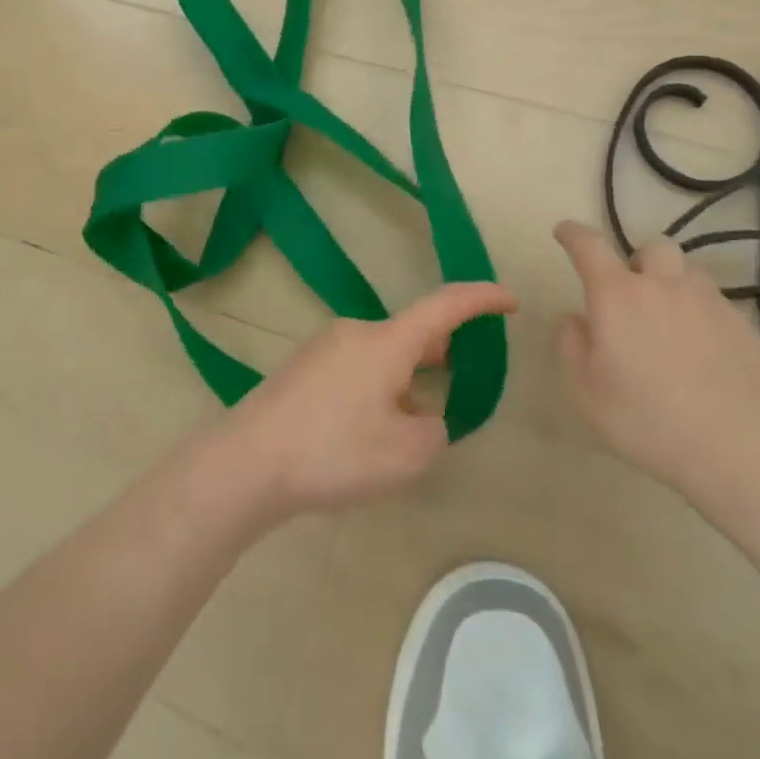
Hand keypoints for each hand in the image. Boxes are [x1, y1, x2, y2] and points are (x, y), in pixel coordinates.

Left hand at [211, 282, 517, 522]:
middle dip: (440, 353)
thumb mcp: (405, 454)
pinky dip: (378, 386)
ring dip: (406, 378)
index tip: (509, 299)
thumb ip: (434, 432)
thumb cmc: (334, 451)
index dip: (480, 299)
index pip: (444, 306)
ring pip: (383, 353)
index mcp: (386, 341)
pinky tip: (367, 431)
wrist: (250, 459)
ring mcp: (326, 346)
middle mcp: (357, 331)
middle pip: (412, 332)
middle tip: (458, 383)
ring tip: (410, 423)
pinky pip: (357, 366)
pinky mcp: (305, 366)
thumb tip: (424, 416)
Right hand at [552, 221, 759, 500]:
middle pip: (653, 248)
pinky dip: (706, 321)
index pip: (589, 245)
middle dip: (639, 261)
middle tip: (633, 293)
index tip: (564, 232)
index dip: (573, 233)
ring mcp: (712, 305)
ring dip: (675, 287)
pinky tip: (706, 357)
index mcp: (618, 294)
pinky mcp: (748, 331)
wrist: (738, 450)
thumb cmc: (646, 418)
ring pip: (690, 275)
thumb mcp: (583, 389)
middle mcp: (665, 286)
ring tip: (672, 323)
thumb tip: (575, 319)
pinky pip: (720, 310)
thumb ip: (570, 343)